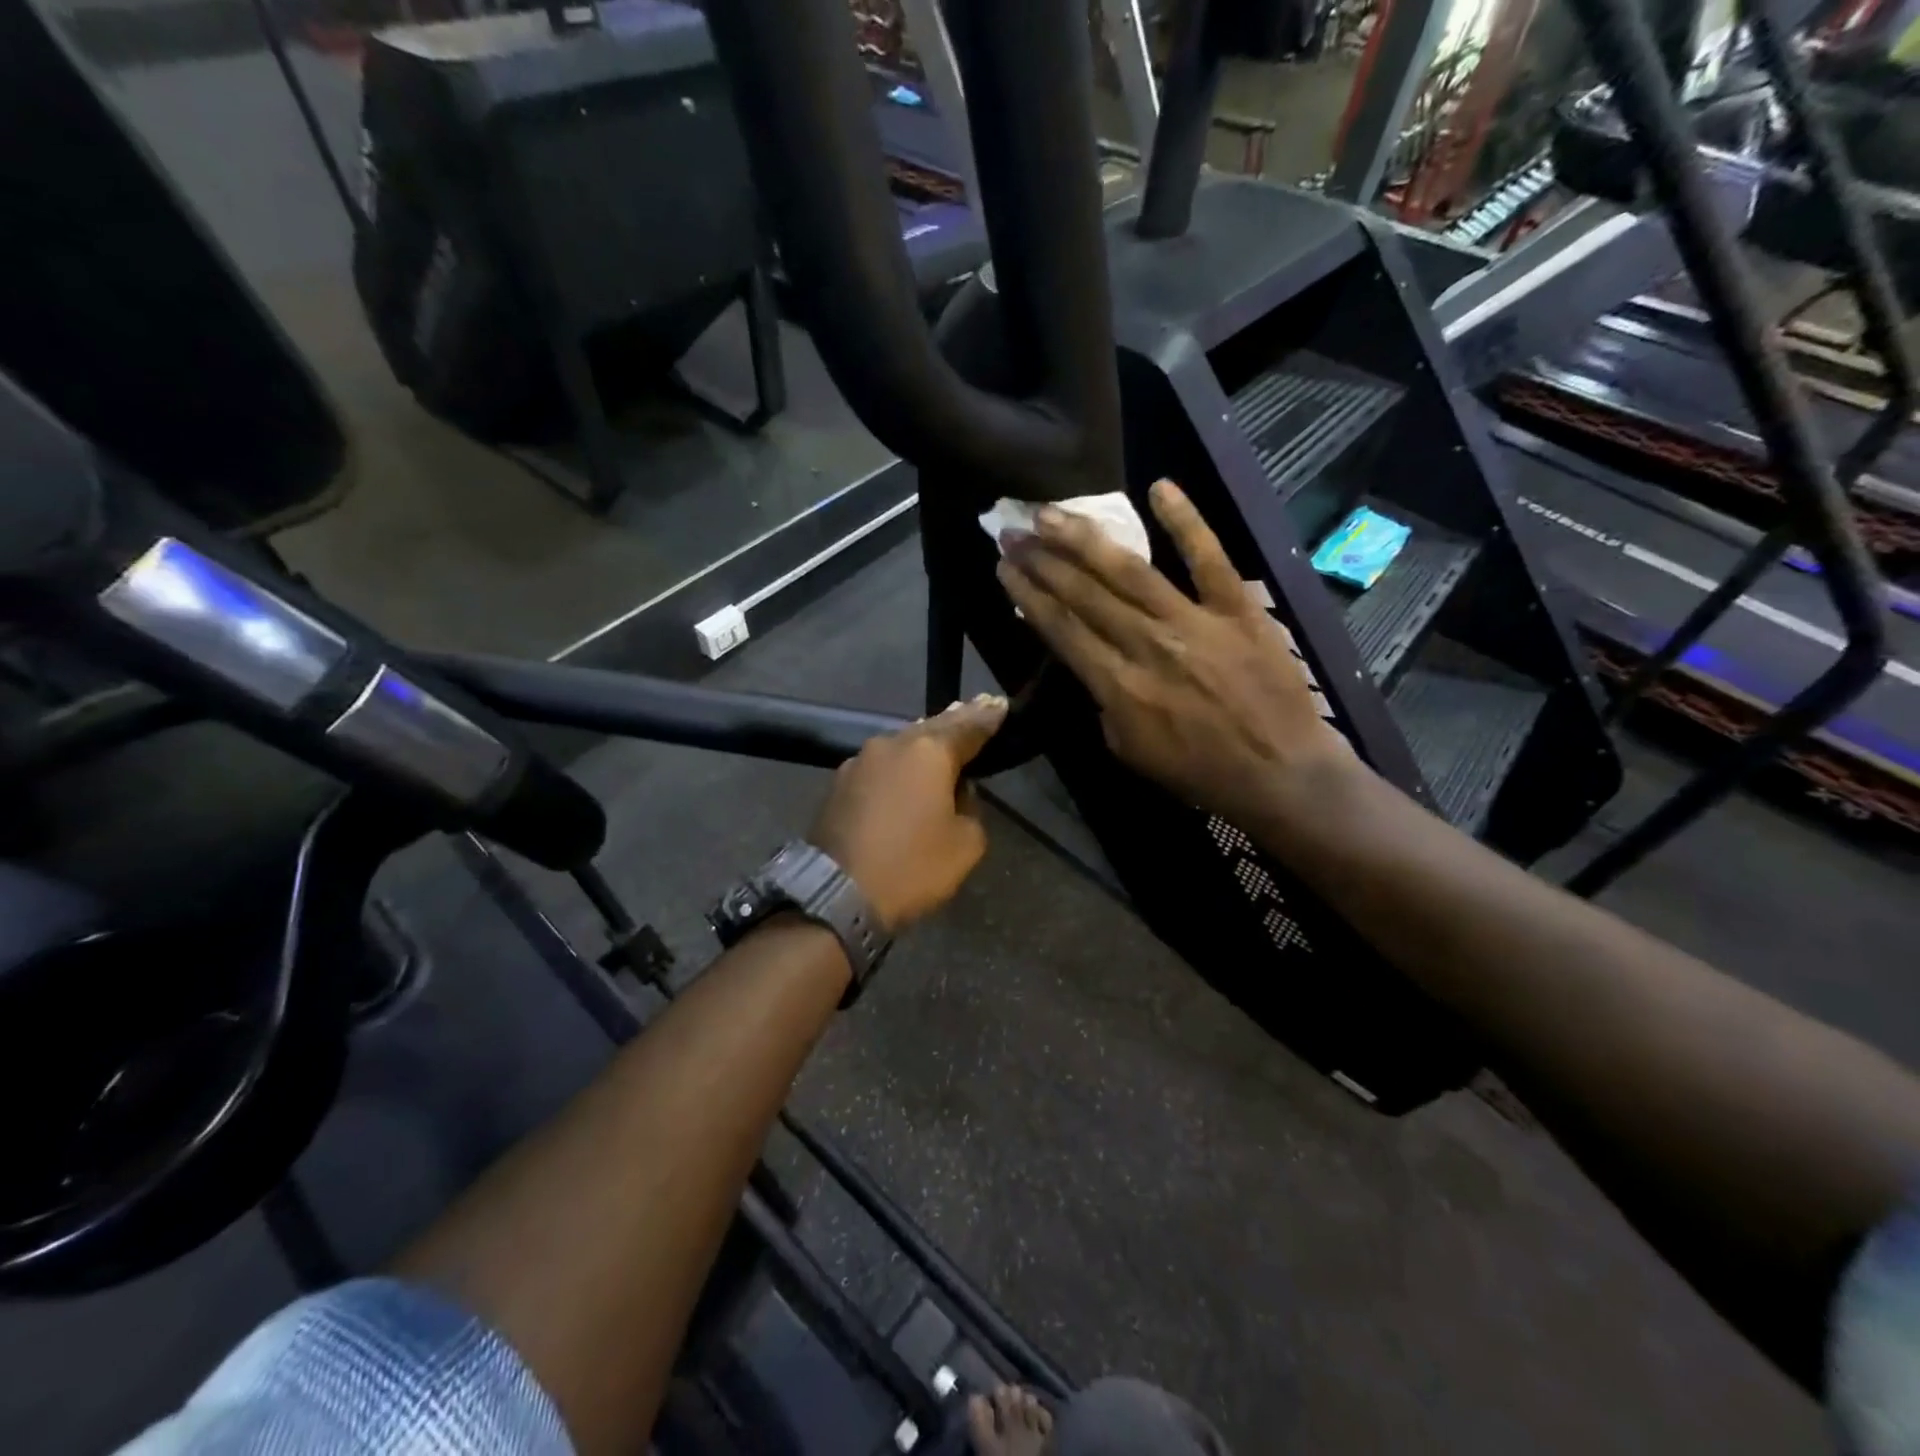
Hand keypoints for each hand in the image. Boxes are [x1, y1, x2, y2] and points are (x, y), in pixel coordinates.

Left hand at [809, 695, 1005, 929]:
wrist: (836, 894)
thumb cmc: (911, 867)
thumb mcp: (965, 844)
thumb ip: (971, 808)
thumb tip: (957, 793)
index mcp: (929, 752)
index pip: (969, 726)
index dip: (989, 717)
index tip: (1001, 705)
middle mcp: (892, 744)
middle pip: (932, 728)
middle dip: (956, 721)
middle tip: (977, 709)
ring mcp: (859, 761)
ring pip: (902, 744)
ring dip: (924, 744)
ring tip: (943, 739)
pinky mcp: (838, 783)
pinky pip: (881, 765)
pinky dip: (899, 766)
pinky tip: (907, 772)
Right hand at [996, 479, 1356, 826]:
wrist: (1281, 774)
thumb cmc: (1200, 772)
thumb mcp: (1129, 751)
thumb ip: (1104, 703)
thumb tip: (1093, 661)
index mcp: (1118, 685)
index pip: (1061, 629)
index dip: (1029, 595)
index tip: (1004, 568)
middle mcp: (1147, 644)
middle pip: (1084, 594)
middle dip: (1042, 561)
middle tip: (1012, 532)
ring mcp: (1194, 621)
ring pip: (1129, 570)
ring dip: (1085, 539)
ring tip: (1051, 513)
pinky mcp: (1237, 607)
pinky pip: (1208, 557)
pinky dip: (1185, 520)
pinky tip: (1159, 487)